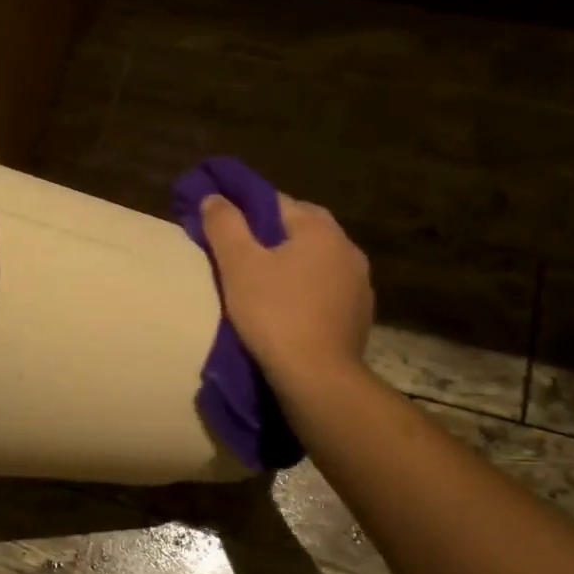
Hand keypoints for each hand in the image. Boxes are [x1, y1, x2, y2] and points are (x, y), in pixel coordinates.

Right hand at [199, 192, 372, 385]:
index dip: (246, 208)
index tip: (223, 223)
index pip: (277, 201)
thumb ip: (224, 225)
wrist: (317, 377)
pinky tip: (288, 308)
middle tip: (241, 254)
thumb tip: (214, 197)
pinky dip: (307, 291)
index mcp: (319, 228)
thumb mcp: (238, 265)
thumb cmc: (274, 314)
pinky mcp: (359, 314)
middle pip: (301, 228)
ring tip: (263, 282)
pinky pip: (327, 289)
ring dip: (293, 263)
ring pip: (317, 260)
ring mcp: (359, 283)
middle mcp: (347, 247)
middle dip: (272, 235)